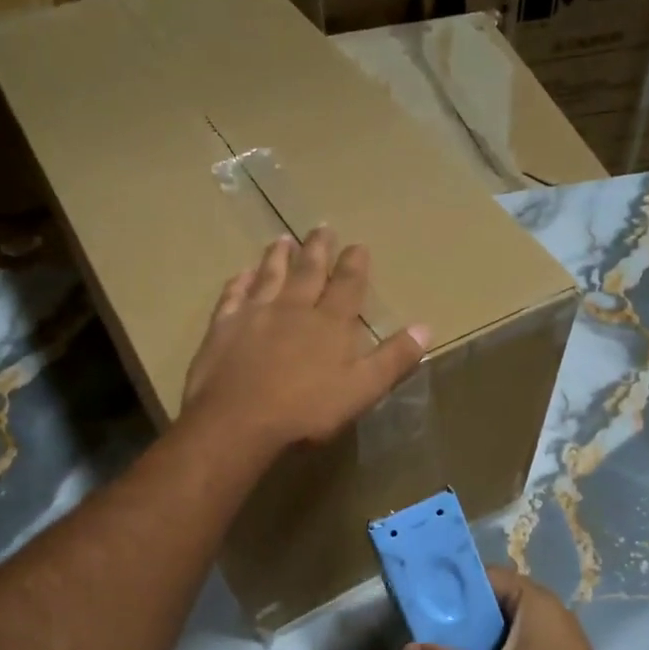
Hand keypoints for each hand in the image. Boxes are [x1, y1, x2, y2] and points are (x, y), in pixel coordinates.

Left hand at [181, 229, 430, 453]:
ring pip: (270, 276)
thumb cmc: (306, 411)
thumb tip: (425, 328)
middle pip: (308, 271)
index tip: (358, 245)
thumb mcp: (362, 390)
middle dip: (318, 249)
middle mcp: (293, 308)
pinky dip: (239, 282)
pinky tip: (242, 274)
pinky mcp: (223, 328)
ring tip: (282, 239)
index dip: (355, 264)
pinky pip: (233, 296)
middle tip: (322, 227)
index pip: (347, 285)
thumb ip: (393, 359)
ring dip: (278, 257)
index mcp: (330, 323)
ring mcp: (255, 314)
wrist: (238, 422)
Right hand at [403, 569, 627, 649]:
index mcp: (533, 599)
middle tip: (428, 626)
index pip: (485, 576)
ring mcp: (554, 630)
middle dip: (462, 612)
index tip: (425, 601)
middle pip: (493, 597)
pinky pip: (517, 637)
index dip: (454, 586)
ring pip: (504, 620)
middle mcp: (545, 606)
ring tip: (444, 646)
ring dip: (477, 631)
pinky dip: (495, 645)